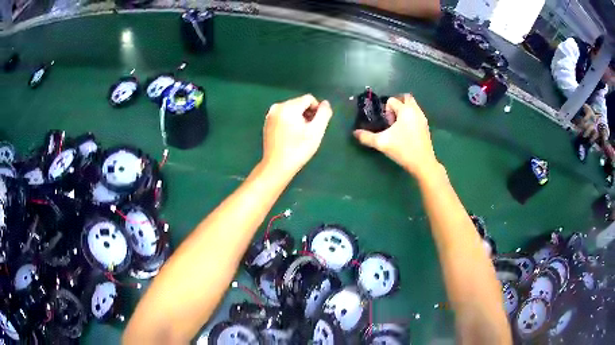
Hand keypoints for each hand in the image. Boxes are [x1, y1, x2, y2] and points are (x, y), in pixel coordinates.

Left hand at [261, 94, 332, 175]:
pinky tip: (290, 136)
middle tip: (308, 132)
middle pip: (300, 103)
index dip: (316, 110)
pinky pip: (283, 116)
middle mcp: (277, 107)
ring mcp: (270, 115)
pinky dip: (289, 122)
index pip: (309, 99)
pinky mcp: (267, 122)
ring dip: (299, 118)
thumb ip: (324, 114)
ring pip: (292, 110)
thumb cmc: (298, 150)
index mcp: (288, 107)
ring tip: (300, 135)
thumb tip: (325, 103)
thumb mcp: (316, 132)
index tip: (316, 126)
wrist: (277, 166)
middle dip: (307, 114)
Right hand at [354, 94, 438, 177]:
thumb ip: (366, 137)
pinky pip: (416, 114)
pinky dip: (410, 117)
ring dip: (403, 111)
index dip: (385, 110)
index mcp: (405, 110)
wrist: (423, 163)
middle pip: (405, 98)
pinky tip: (405, 131)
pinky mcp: (426, 127)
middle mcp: (415, 110)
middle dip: (397, 104)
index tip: (386, 124)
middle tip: (391, 117)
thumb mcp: (382, 143)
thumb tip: (355, 133)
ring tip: (397, 125)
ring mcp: (422, 118)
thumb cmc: (403, 149)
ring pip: (412, 106)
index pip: (391, 100)